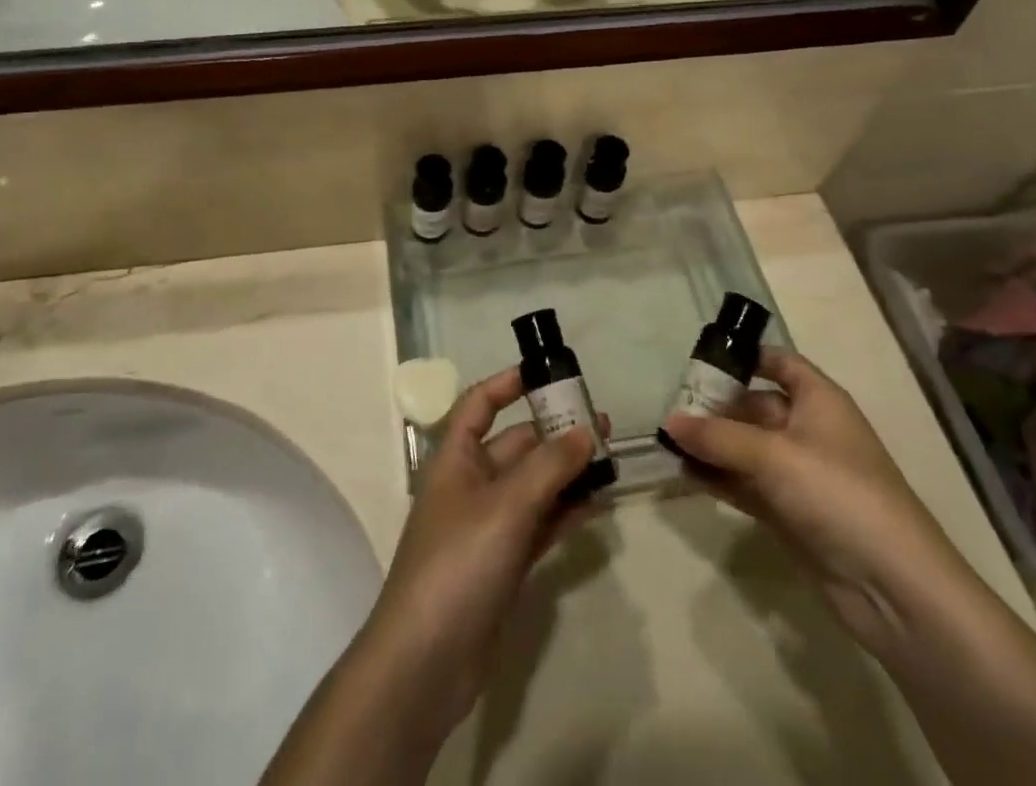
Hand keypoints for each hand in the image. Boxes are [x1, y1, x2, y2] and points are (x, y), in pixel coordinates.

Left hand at [358, 366, 600, 738]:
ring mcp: (487, 527)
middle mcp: (470, 485)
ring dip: (566, 472)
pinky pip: (538, 525)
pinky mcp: (503, 564)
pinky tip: (596, 504)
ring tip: (609, 460)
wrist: (425, 662)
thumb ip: (549, 467)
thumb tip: (585, 431)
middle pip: (515, 445)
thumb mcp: (506, 506)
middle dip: (555, 432)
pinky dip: (564, 512)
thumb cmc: (458, 564)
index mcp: (455, 458)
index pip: (480, 404)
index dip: (509, 384)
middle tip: (602, 424)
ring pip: (532, 486)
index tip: (547, 373)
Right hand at [661, 348, 966, 653]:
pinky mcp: (790, 513)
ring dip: (710, 445)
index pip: (779, 362)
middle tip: (668, 407)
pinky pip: (745, 484)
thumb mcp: (772, 455)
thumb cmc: (838, 494)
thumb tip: (668, 421)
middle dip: (714, 406)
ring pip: (745, 447)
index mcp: (818, 400)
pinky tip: (682, 475)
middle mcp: (808, 430)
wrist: (895, 589)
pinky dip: (718, 478)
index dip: (745, 356)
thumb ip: (717, 436)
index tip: (700, 358)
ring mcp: (799, 475)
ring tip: (665, 442)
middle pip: (754, 405)